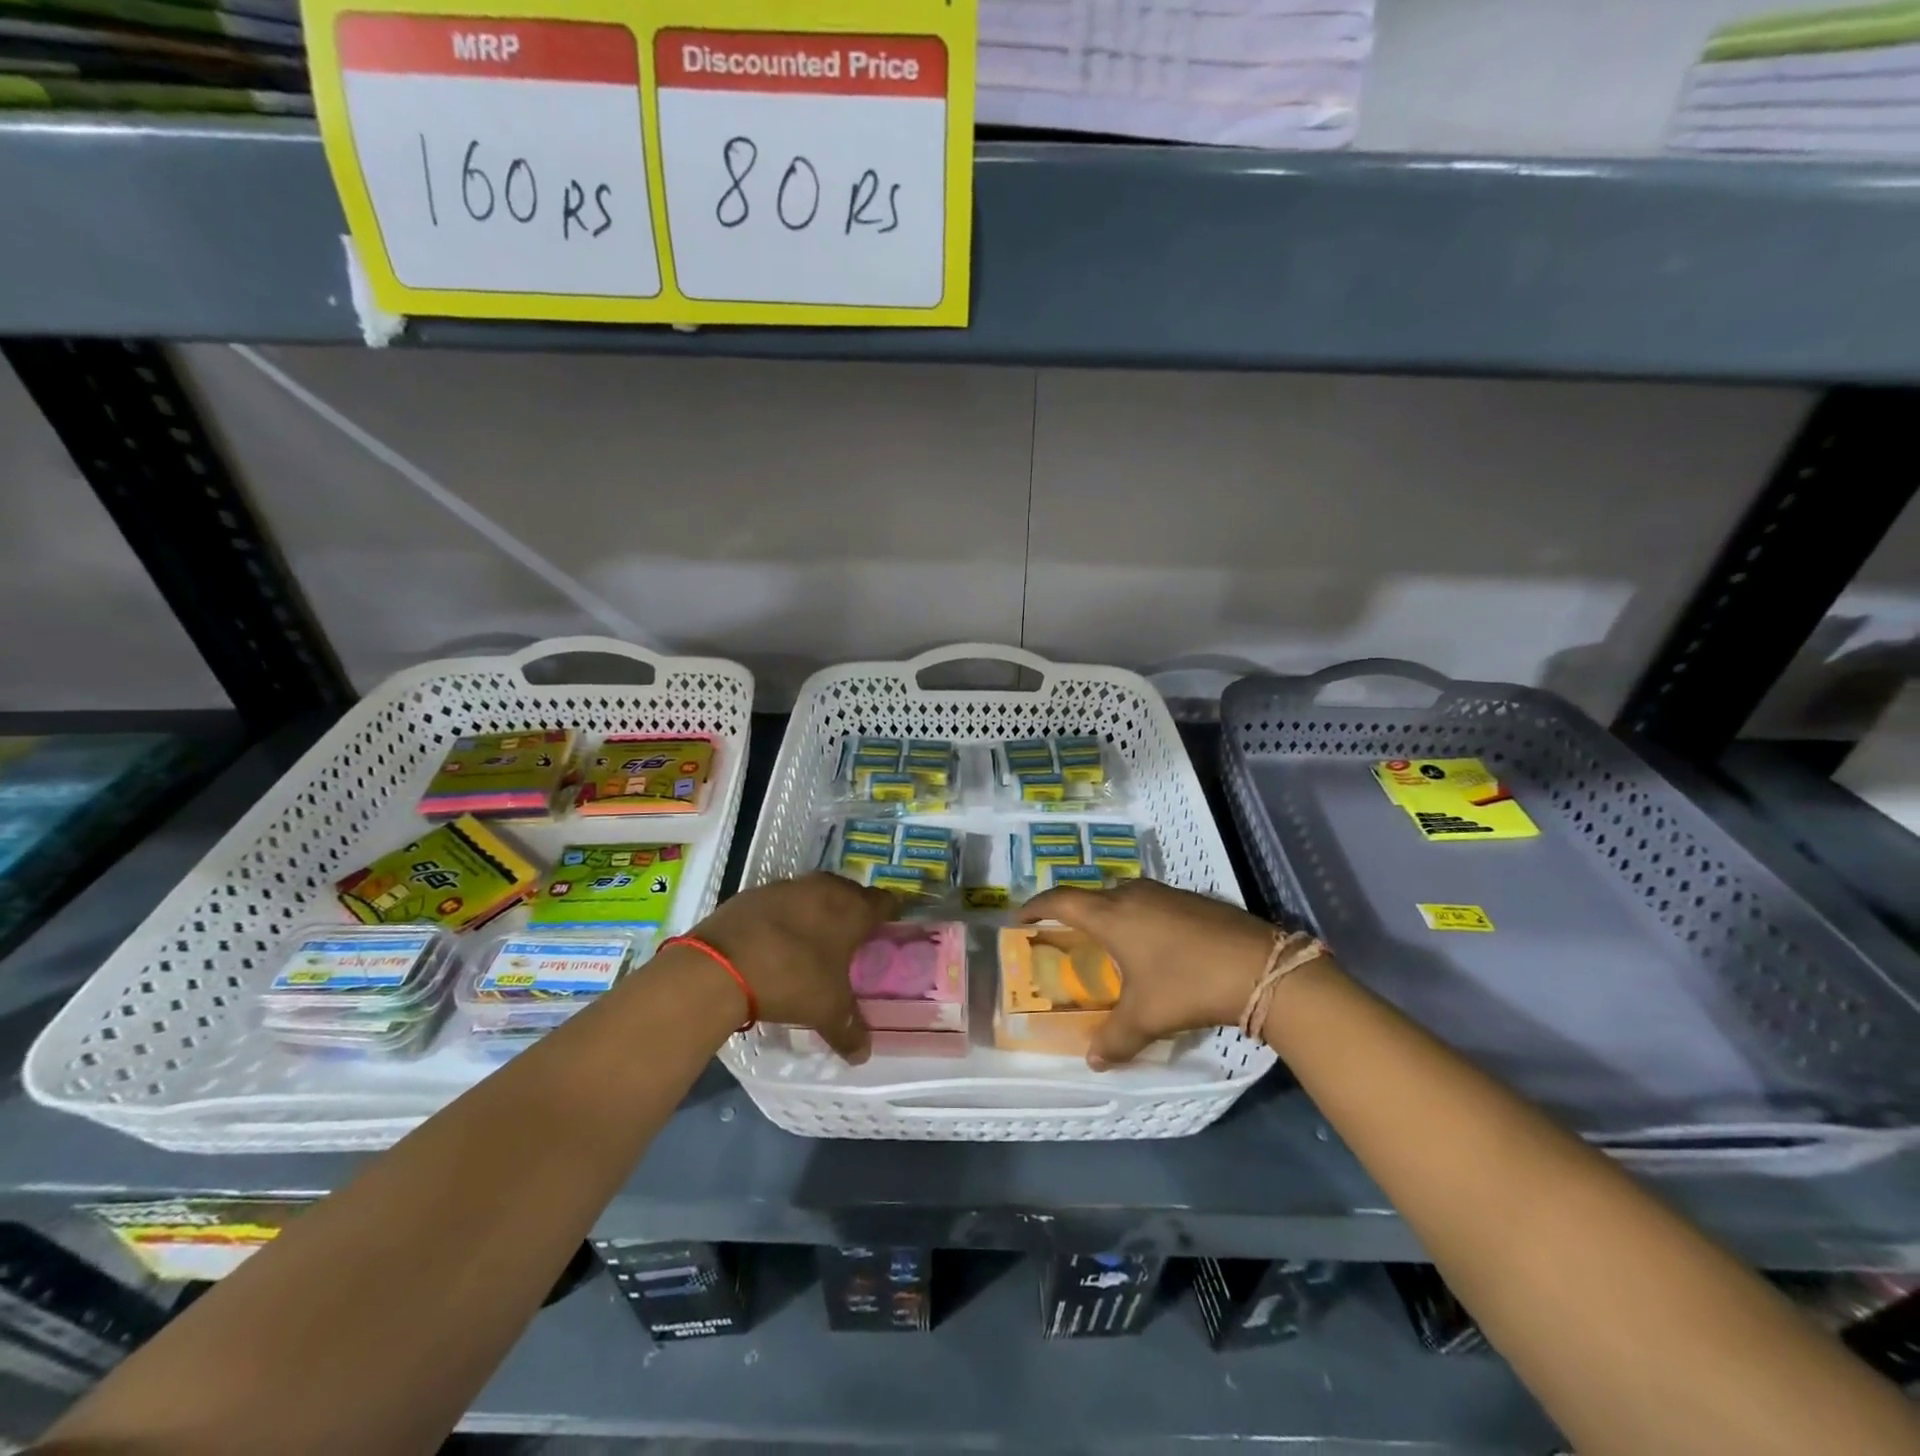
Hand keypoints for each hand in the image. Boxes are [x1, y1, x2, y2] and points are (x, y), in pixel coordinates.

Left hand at [688, 872, 896, 1062]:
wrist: (721, 966)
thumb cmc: (792, 980)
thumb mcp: (826, 1011)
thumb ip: (849, 1030)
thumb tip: (863, 1054)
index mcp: (852, 909)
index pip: (884, 902)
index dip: (889, 915)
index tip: (888, 930)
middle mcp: (824, 888)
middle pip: (849, 893)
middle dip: (852, 912)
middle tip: (851, 939)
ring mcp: (787, 886)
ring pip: (814, 894)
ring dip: (817, 911)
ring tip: (812, 941)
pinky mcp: (754, 893)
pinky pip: (781, 902)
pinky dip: (784, 916)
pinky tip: (776, 941)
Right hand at [1020, 879, 1276, 1068]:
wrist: (1260, 966)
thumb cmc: (1188, 984)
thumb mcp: (1147, 1017)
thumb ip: (1115, 1039)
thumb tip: (1094, 1062)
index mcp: (1110, 915)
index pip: (1060, 900)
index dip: (1036, 906)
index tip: (1020, 917)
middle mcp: (1132, 894)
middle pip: (1091, 896)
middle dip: (1074, 914)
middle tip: (1065, 938)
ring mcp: (1165, 893)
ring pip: (1123, 897)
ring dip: (1109, 915)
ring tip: (1107, 944)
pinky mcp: (1191, 899)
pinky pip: (1149, 903)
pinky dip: (1137, 918)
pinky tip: (1152, 946)